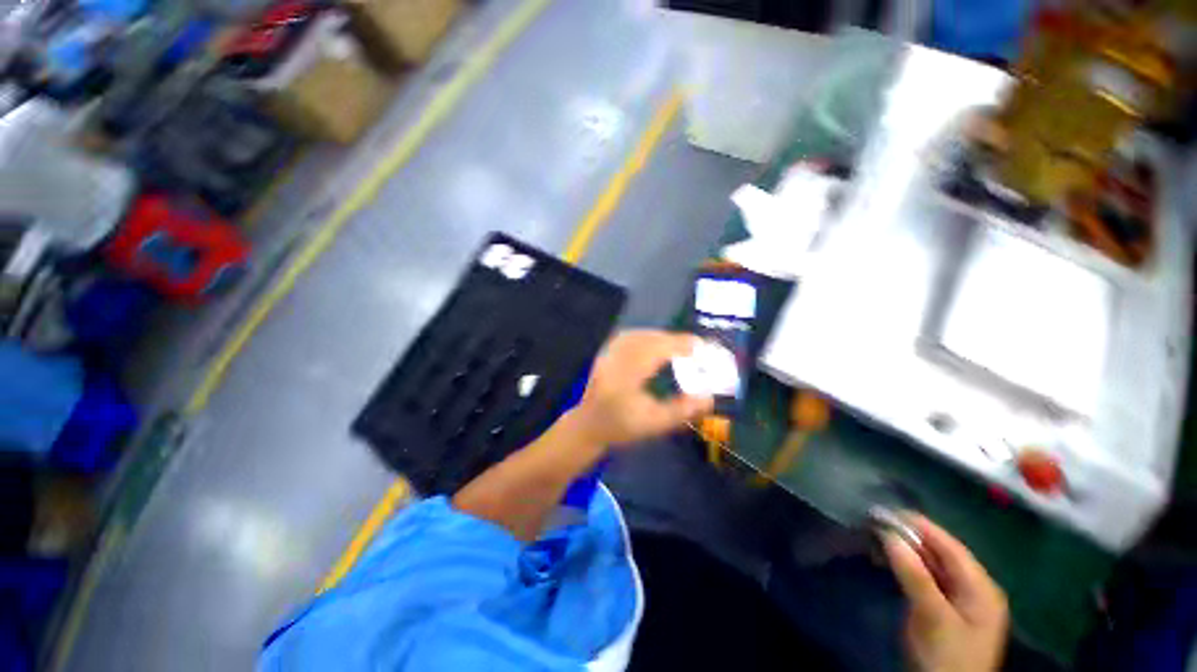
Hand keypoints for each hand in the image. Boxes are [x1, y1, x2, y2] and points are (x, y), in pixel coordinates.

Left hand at [571, 330, 713, 446]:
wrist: (588, 425)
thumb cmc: (621, 427)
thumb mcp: (654, 424)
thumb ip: (681, 411)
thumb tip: (708, 397)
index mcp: (624, 378)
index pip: (654, 351)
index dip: (678, 345)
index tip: (699, 346)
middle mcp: (614, 360)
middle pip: (646, 339)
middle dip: (672, 339)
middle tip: (693, 347)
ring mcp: (607, 354)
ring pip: (637, 335)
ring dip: (659, 336)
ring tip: (678, 345)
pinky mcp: (605, 352)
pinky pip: (628, 336)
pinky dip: (646, 336)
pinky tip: (655, 343)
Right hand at [884, 515, 1008, 671]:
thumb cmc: (947, 656)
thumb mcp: (933, 617)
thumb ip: (915, 576)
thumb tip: (888, 534)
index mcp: (980, 587)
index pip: (950, 546)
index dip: (920, 526)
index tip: (885, 511)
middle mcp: (973, 588)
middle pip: (940, 553)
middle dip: (909, 537)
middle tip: (874, 524)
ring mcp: (958, 599)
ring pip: (930, 565)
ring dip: (904, 551)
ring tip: (874, 539)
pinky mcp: (943, 608)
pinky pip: (924, 578)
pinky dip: (905, 567)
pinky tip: (887, 561)